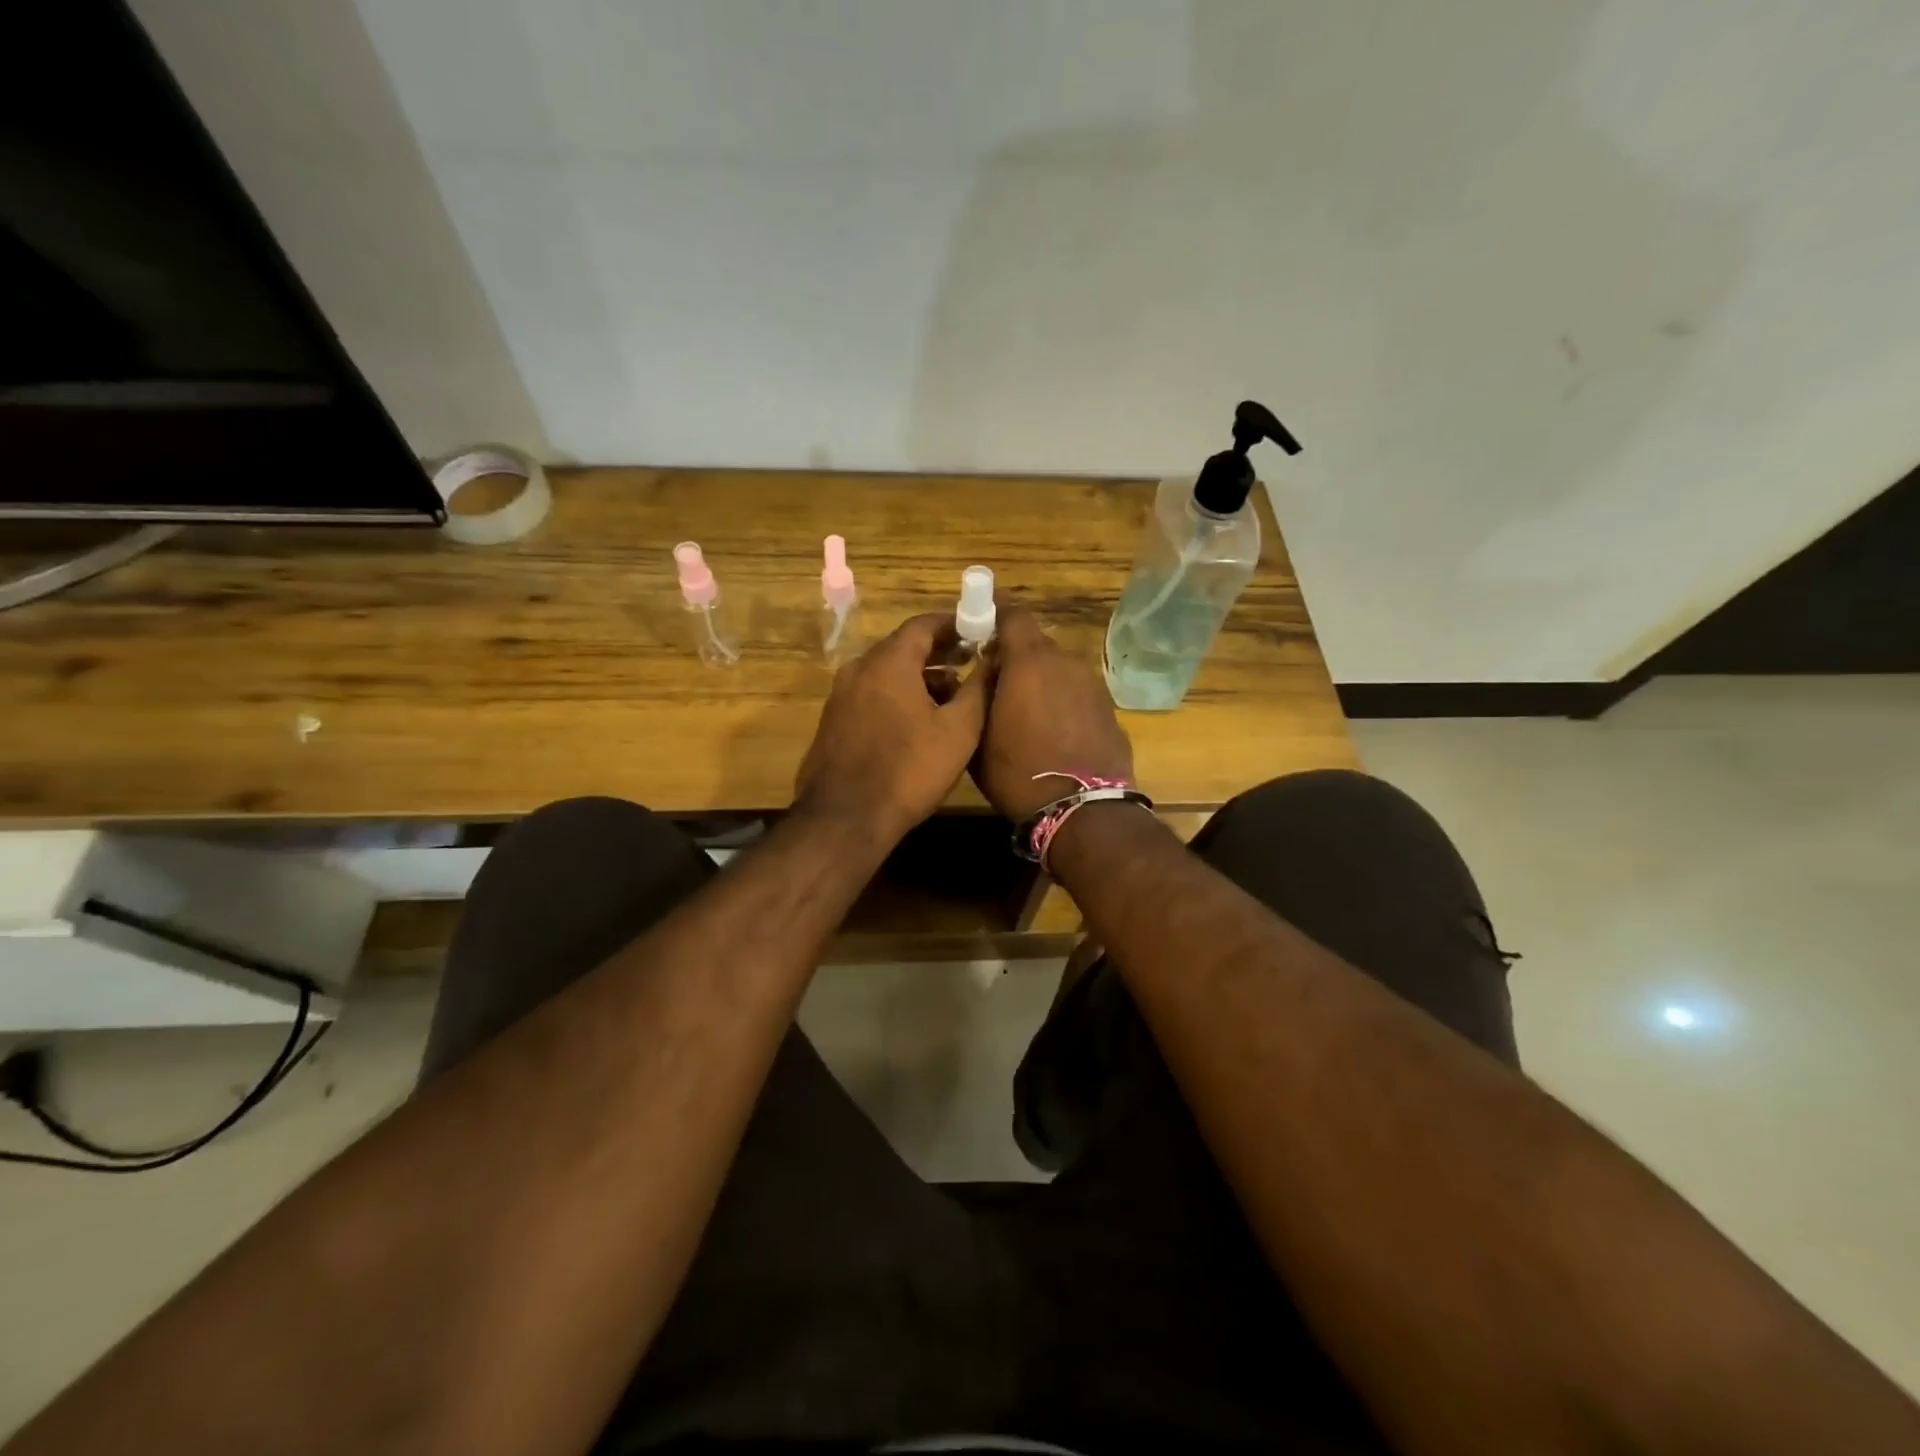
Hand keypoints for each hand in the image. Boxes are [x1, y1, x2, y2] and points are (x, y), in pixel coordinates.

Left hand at [795, 613, 990, 840]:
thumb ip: (978, 689)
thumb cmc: (909, 769)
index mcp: (888, 662)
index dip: (953, 625)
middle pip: (902, 648)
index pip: (922, 624)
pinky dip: (897, 696)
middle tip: (969, 663)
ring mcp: (841, 696)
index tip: (977, 633)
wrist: (845, 818)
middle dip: (938, 652)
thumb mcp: (958, 730)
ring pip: (886, 673)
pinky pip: (872, 695)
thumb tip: (992, 660)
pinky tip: (918, 723)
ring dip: (918, 678)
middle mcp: (859, 669)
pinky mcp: (833, 722)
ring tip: (951, 698)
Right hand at [973, 607, 1133, 822]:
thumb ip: (979, 694)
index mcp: (1029, 661)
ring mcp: (1091, 684)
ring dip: (1040, 681)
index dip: (994, 618)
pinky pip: (1076, 693)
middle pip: (1036, 644)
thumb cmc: (1018, 772)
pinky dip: (1061, 701)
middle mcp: (1064, 662)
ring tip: (1023, 714)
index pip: (1013, 614)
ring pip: (1057, 669)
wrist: (1082, 808)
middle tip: (996, 683)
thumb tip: (985, 673)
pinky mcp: (1108, 708)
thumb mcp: (978, 736)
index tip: (979, 633)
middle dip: (1015, 657)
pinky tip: (1051, 732)